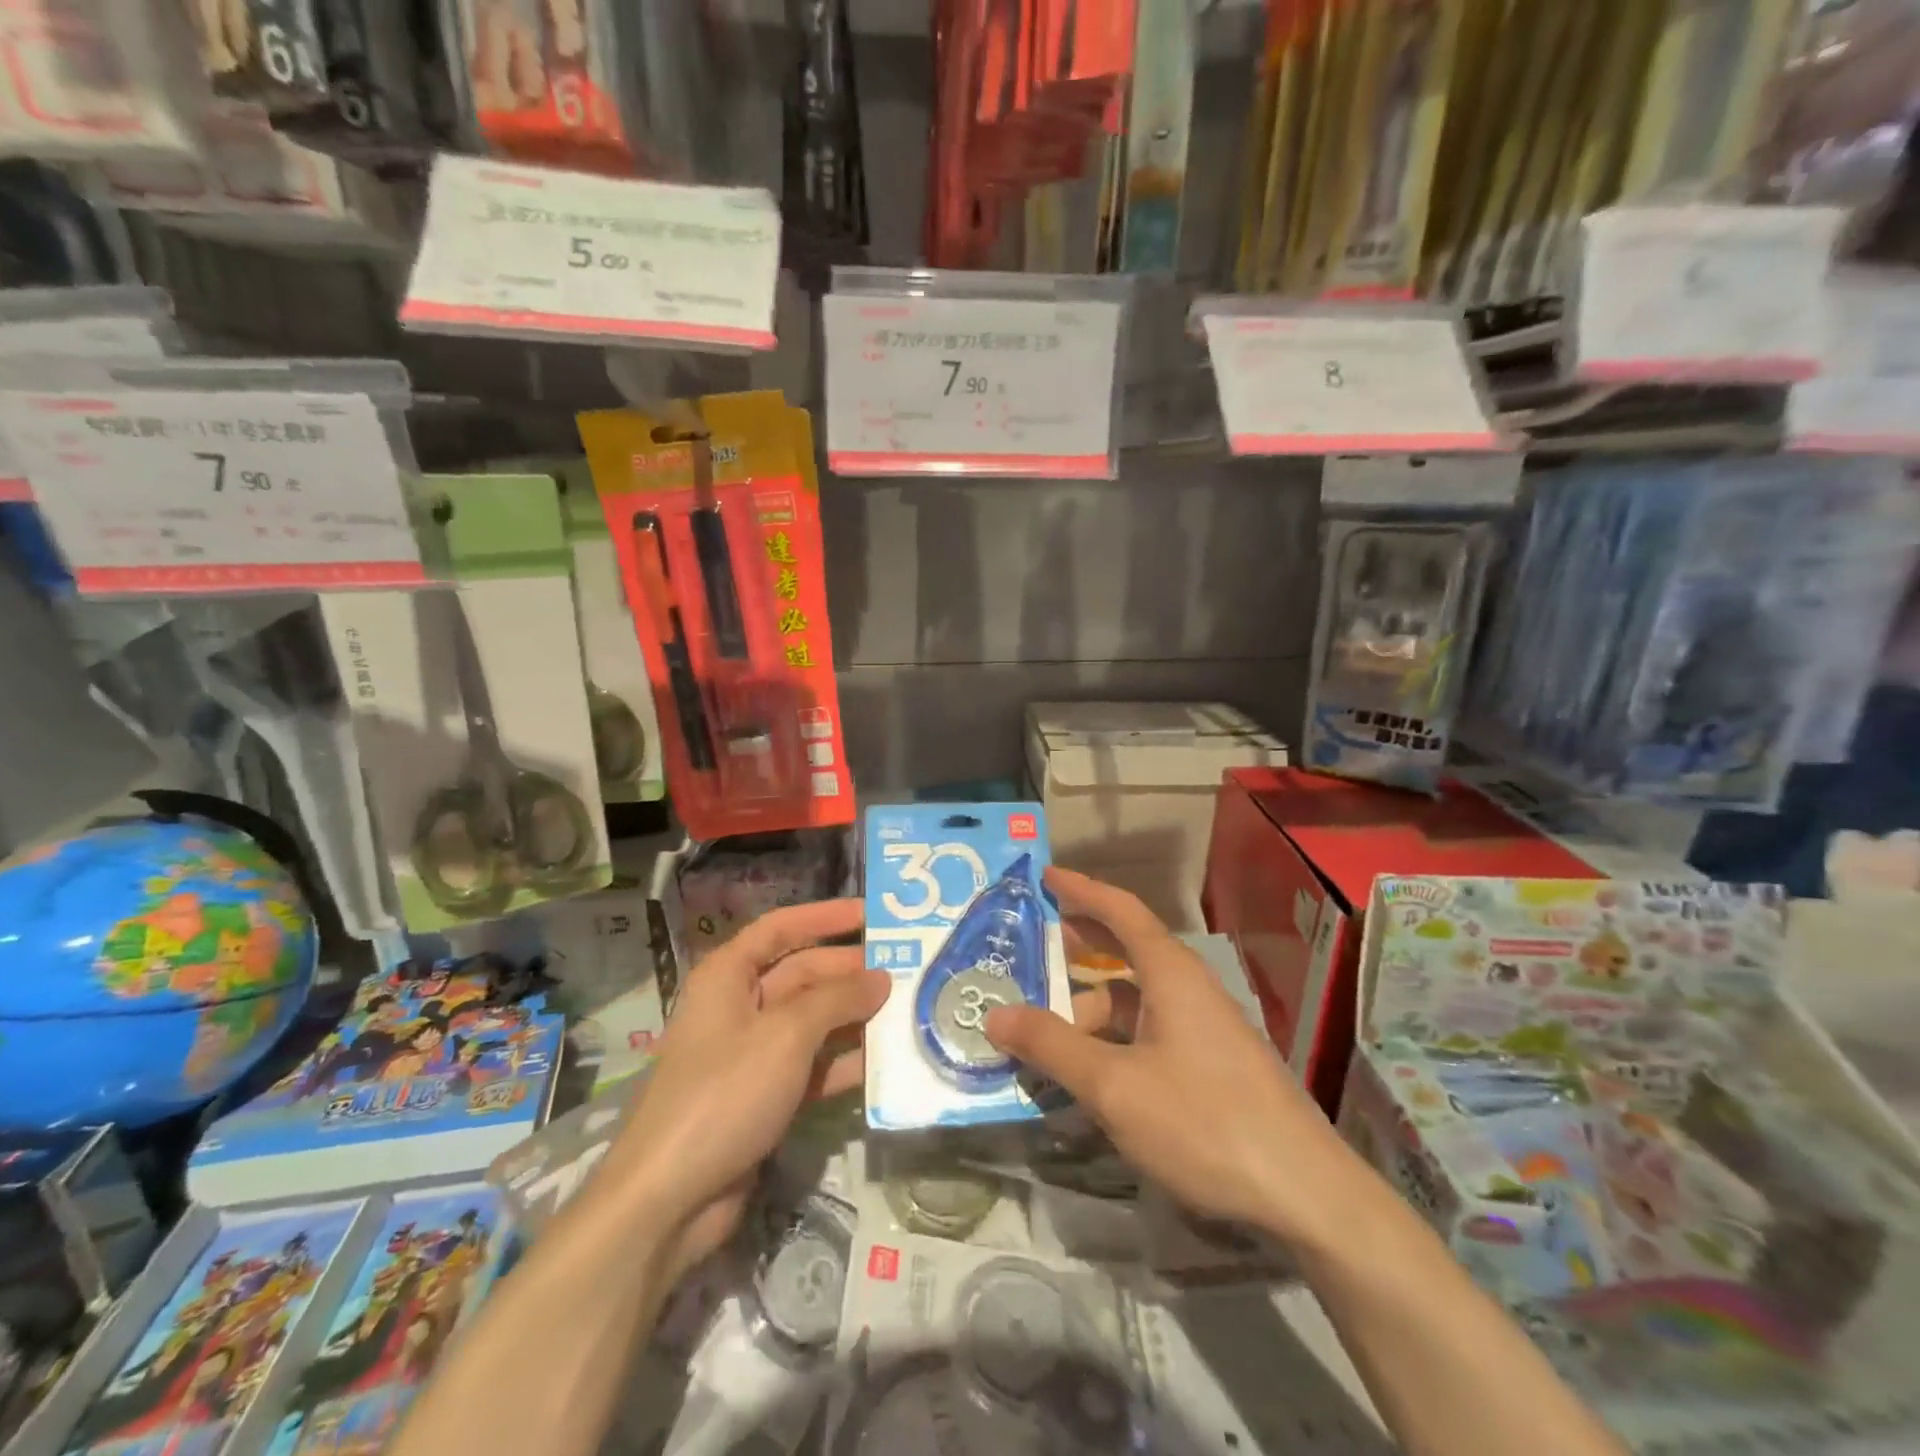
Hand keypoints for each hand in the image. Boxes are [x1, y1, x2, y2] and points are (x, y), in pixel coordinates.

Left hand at [611, 900, 888, 1278]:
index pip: (781, 928)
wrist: (669, 1199)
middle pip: (803, 974)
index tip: (873, 913)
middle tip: (907, 970)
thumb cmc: (724, 1093)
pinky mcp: (766, 1096)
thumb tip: (880, 977)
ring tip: (908, 1011)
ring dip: (855, 1017)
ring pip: (813, 1021)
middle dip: (851, 972)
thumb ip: (837, 999)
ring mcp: (753, 1054)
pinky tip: (886, 1061)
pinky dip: (845, 1062)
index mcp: (729, 976)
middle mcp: (740, 1006)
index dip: (825, 916)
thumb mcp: (786, 1035)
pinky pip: (813, 1065)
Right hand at [985, 867, 1348, 1243]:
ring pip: (1136, 1001)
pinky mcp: (1212, 1065)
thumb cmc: (1204, 1122)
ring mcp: (1205, 1028)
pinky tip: (1090, 1075)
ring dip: (1091, 1009)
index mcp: (1171, 973)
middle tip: (1034, 947)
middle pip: (1127, 950)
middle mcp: (1189, 989)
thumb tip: (995, 1013)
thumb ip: (1051, 1047)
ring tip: (1045, 1035)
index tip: (1045, 876)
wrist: (1306, 1195)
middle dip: (1081, 946)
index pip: (1121, 910)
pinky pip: (1150, 1033)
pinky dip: (1114, 1040)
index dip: (1081, 890)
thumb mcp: (1114, 1086)